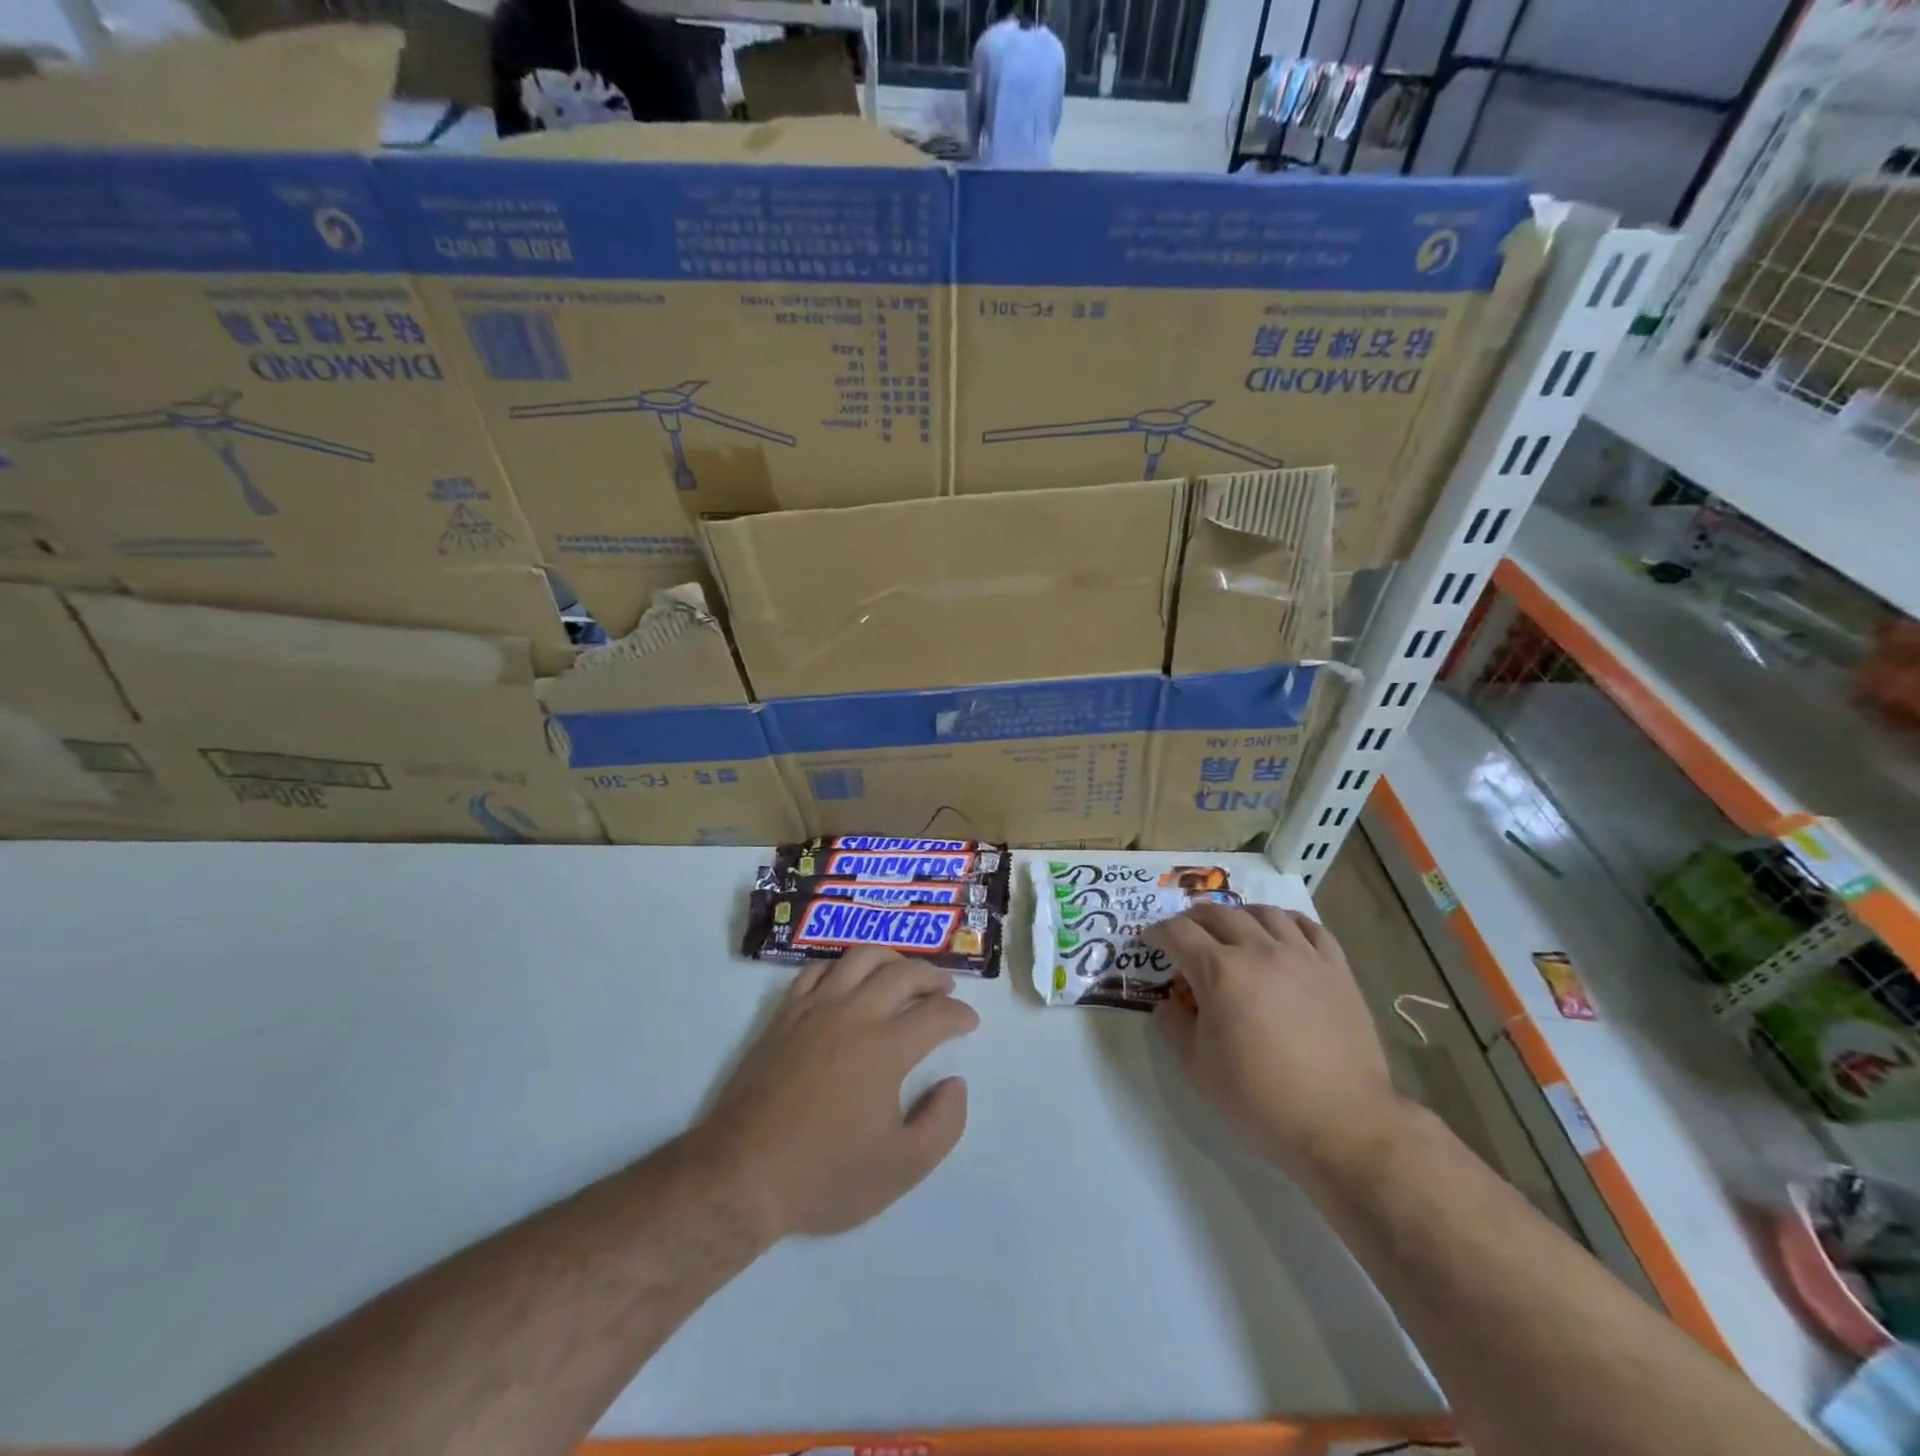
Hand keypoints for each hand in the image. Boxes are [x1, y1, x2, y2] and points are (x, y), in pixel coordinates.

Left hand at [696, 948, 979, 1240]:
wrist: (743, 1175)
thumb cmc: (826, 1175)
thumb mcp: (902, 1168)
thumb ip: (943, 1123)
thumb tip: (955, 1084)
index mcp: (886, 1047)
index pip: (936, 1014)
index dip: (960, 1014)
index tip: (969, 1023)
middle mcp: (854, 1014)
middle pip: (903, 972)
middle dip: (933, 976)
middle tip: (946, 990)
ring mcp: (815, 1009)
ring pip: (860, 957)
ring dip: (891, 958)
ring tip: (903, 973)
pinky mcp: (785, 1015)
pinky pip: (817, 970)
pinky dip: (842, 966)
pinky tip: (849, 980)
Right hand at [1145, 903, 1402, 1179]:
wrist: (1342, 1123)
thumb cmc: (1260, 1098)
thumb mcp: (1197, 1067)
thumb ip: (1172, 1027)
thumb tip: (1167, 1004)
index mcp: (1219, 972)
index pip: (1177, 933)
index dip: (1157, 932)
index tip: (1150, 940)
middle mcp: (1258, 950)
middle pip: (1218, 913)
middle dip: (1193, 919)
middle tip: (1185, 933)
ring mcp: (1301, 955)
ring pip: (1264, 912)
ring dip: (1239, 915)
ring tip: (1233, 929)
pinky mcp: (1336, 969)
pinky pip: (1310, 927)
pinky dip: (1287, 922)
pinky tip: (1281, 933)